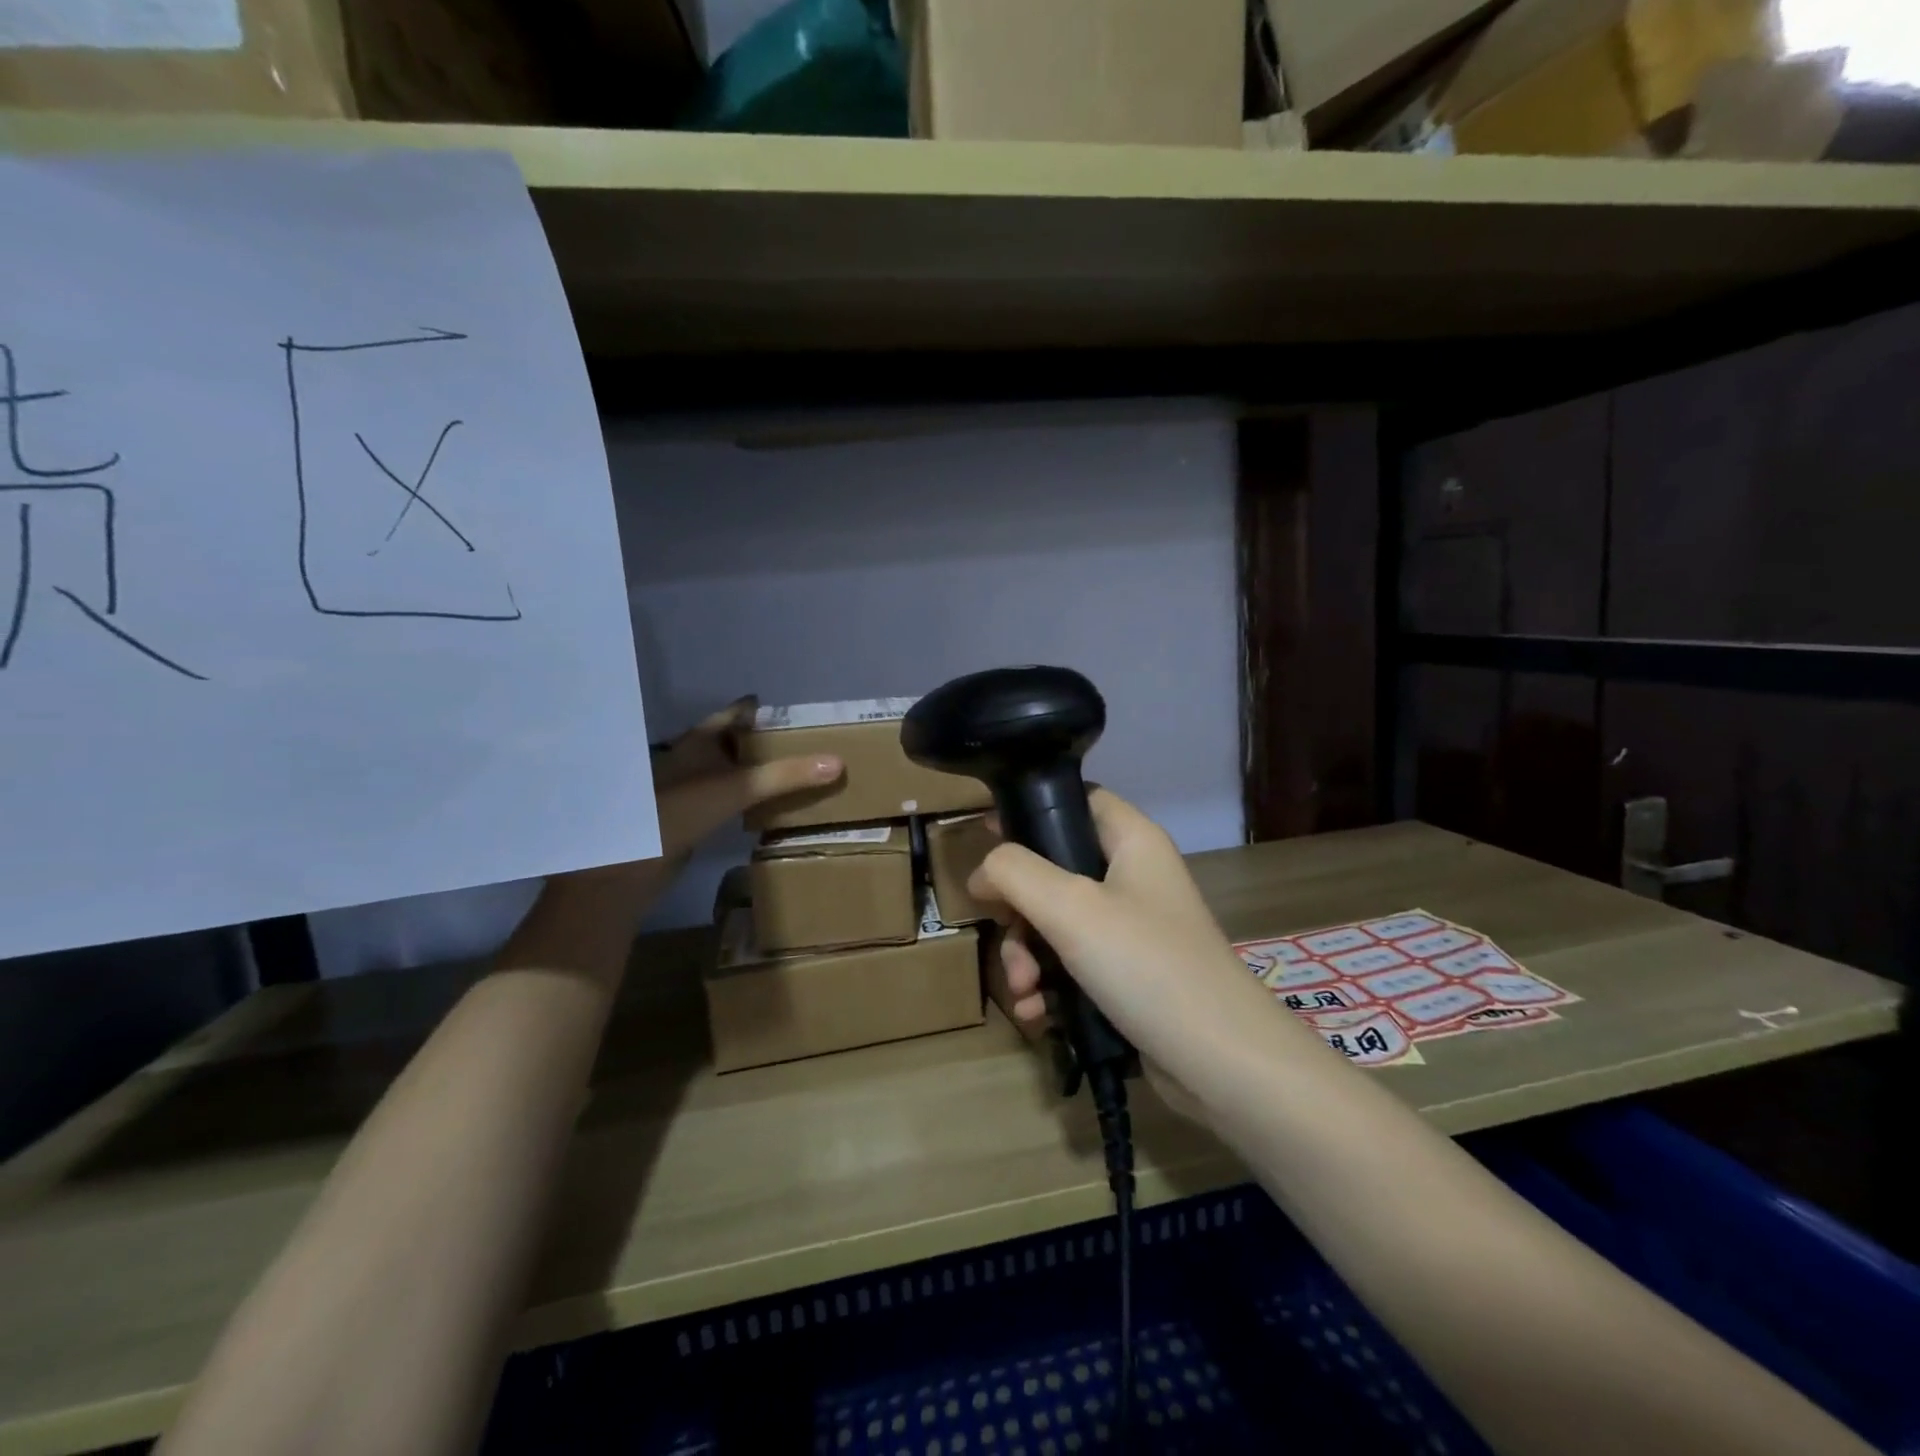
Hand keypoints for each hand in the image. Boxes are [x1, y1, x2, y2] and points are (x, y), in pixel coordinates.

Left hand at [651, 697, 842, 860]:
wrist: (632, 865)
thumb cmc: (680, 811)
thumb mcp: (739, 788)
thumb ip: (787, 775)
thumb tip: (838, 762)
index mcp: (699, 740)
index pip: (738, 713)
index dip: (767, 711)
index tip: (800, 715)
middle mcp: (693, 757)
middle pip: (736, 740)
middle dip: (767, 741)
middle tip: (807, 744)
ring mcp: (689, 786)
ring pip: (731, 768)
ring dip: (758, 769)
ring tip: (796, 771)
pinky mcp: (691, 814)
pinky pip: (728, 794)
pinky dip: (749, 794)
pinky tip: (769, 803)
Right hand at [969, 790, 1295, 1114]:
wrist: (1222, 1063)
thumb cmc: (1147, 965)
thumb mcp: (1071, 908)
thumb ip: (1015, 873)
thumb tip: (982, 871)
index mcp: (1132, 841)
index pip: (1077, 798)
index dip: (1031, 809)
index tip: (986, 835)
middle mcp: (1132, 878)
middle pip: (1054, 869)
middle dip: (1018, 910)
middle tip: (1005, 934)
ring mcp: (1130, 930)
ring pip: (1055, 924)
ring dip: (1027, 957)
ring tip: (1024, 992)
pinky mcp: (1126, 977)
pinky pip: (1071, 966)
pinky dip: (1048, 987)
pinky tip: (1038, 1016)